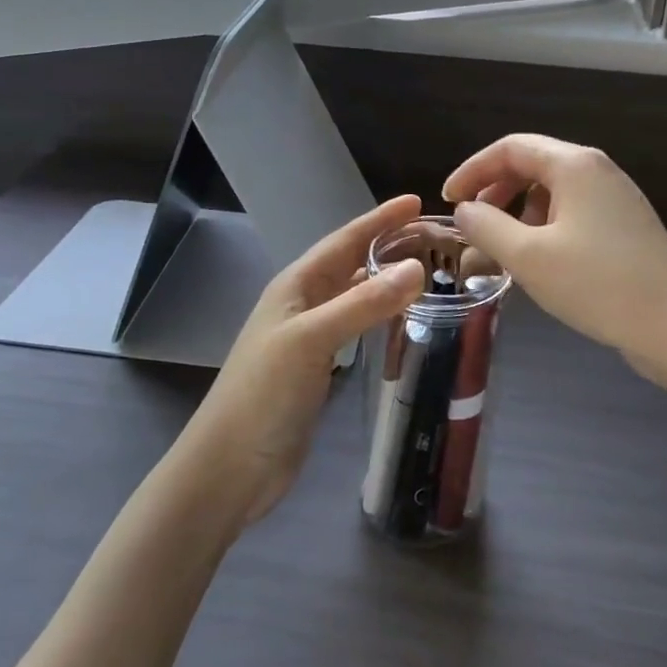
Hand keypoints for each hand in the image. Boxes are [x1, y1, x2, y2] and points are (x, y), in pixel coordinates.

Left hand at [184, 195, 426, 527]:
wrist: (231, 466)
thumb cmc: (264, 394)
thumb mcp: (311, 340)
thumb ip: (363, 304)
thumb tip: (417, 268)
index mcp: (296, 285)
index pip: (344, 240)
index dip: (379, 220)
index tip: (416, 201)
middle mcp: (303, 303)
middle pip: (351, 263)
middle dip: (388, 245)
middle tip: (434, 238)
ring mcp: (309, 336)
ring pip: (355, 294)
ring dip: (386, 279)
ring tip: (428, 271)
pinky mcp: (318, 366)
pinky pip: (356, 326)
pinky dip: (380, 315)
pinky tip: (401, 319)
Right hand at [443, 135, 666, 388]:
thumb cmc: (597, 285)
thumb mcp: (528, 256)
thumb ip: (486, 226)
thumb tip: (464, 211)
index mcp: (575, 165)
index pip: (510, 148)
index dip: (472, 170)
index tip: (448, 201)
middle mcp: (598, 170)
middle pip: (532, 164)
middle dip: (495, 191)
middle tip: (473, 225)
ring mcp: (617, 198)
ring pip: (553, 191)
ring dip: (518, 212)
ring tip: (502, 249)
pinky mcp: (626, 225)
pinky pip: (573, 213)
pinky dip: (544, 227)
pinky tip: (538, 261)